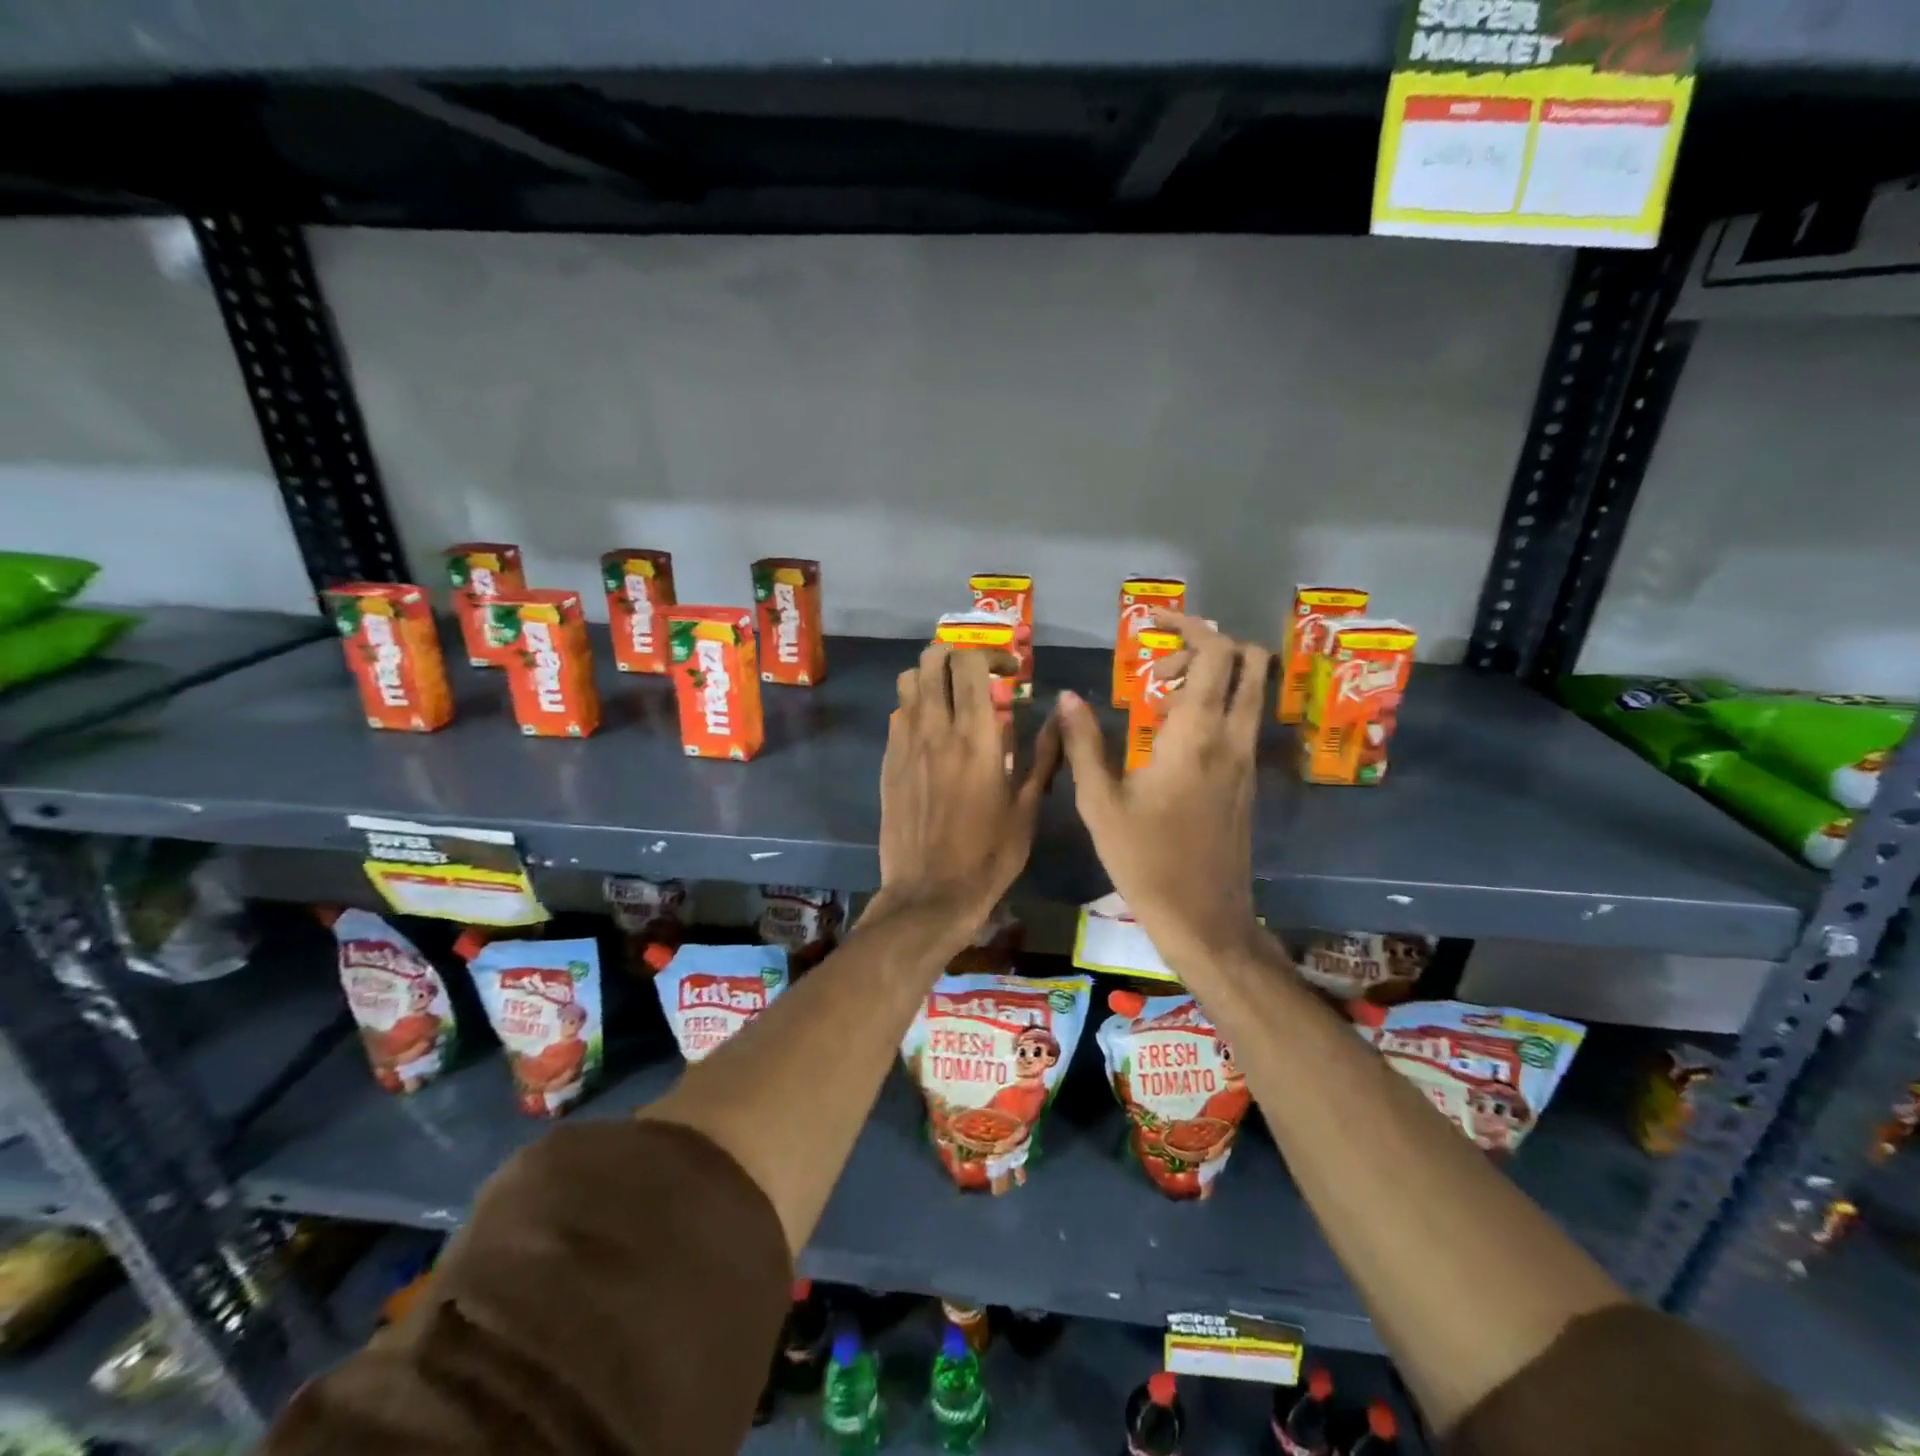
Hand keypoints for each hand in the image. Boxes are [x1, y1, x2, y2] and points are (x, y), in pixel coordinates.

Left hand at [872, 644, 1060, 941]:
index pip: (970, 662)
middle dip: (958, 654)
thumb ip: (1044, 755)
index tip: (1011, 673)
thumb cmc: (989, 856)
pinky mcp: (888, 762)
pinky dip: (916, 706)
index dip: (991, 653)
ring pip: (908, 681)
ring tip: (953, 697)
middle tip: (980, 675)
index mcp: (976, 737)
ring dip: (932, 676)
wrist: (930, 894)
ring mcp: (905, 744)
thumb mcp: (1027, 808)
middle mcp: (935, 729)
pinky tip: (934, 732)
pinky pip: (898, 714)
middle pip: (932, 659)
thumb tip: (1061, 715)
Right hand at [1057, 612, 1270, 968]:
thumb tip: (1066, 697)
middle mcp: (1230, 737)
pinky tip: (1172, 736)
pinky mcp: (1247, 780)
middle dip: (1207, 645)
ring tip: (1161, 697)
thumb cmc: (1145, 860)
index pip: (1215, 653)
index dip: (1189, 625)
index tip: (1153, 624)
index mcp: (1194, 735)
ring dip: (1214, 675)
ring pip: (1252, 690)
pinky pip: (1243, 720)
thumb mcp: (1099, 803)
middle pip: (1249, 661)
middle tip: (1159, 667)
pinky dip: (1217, 705)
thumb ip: (1083, 743)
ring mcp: (1245, 759)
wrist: (1204, 918)